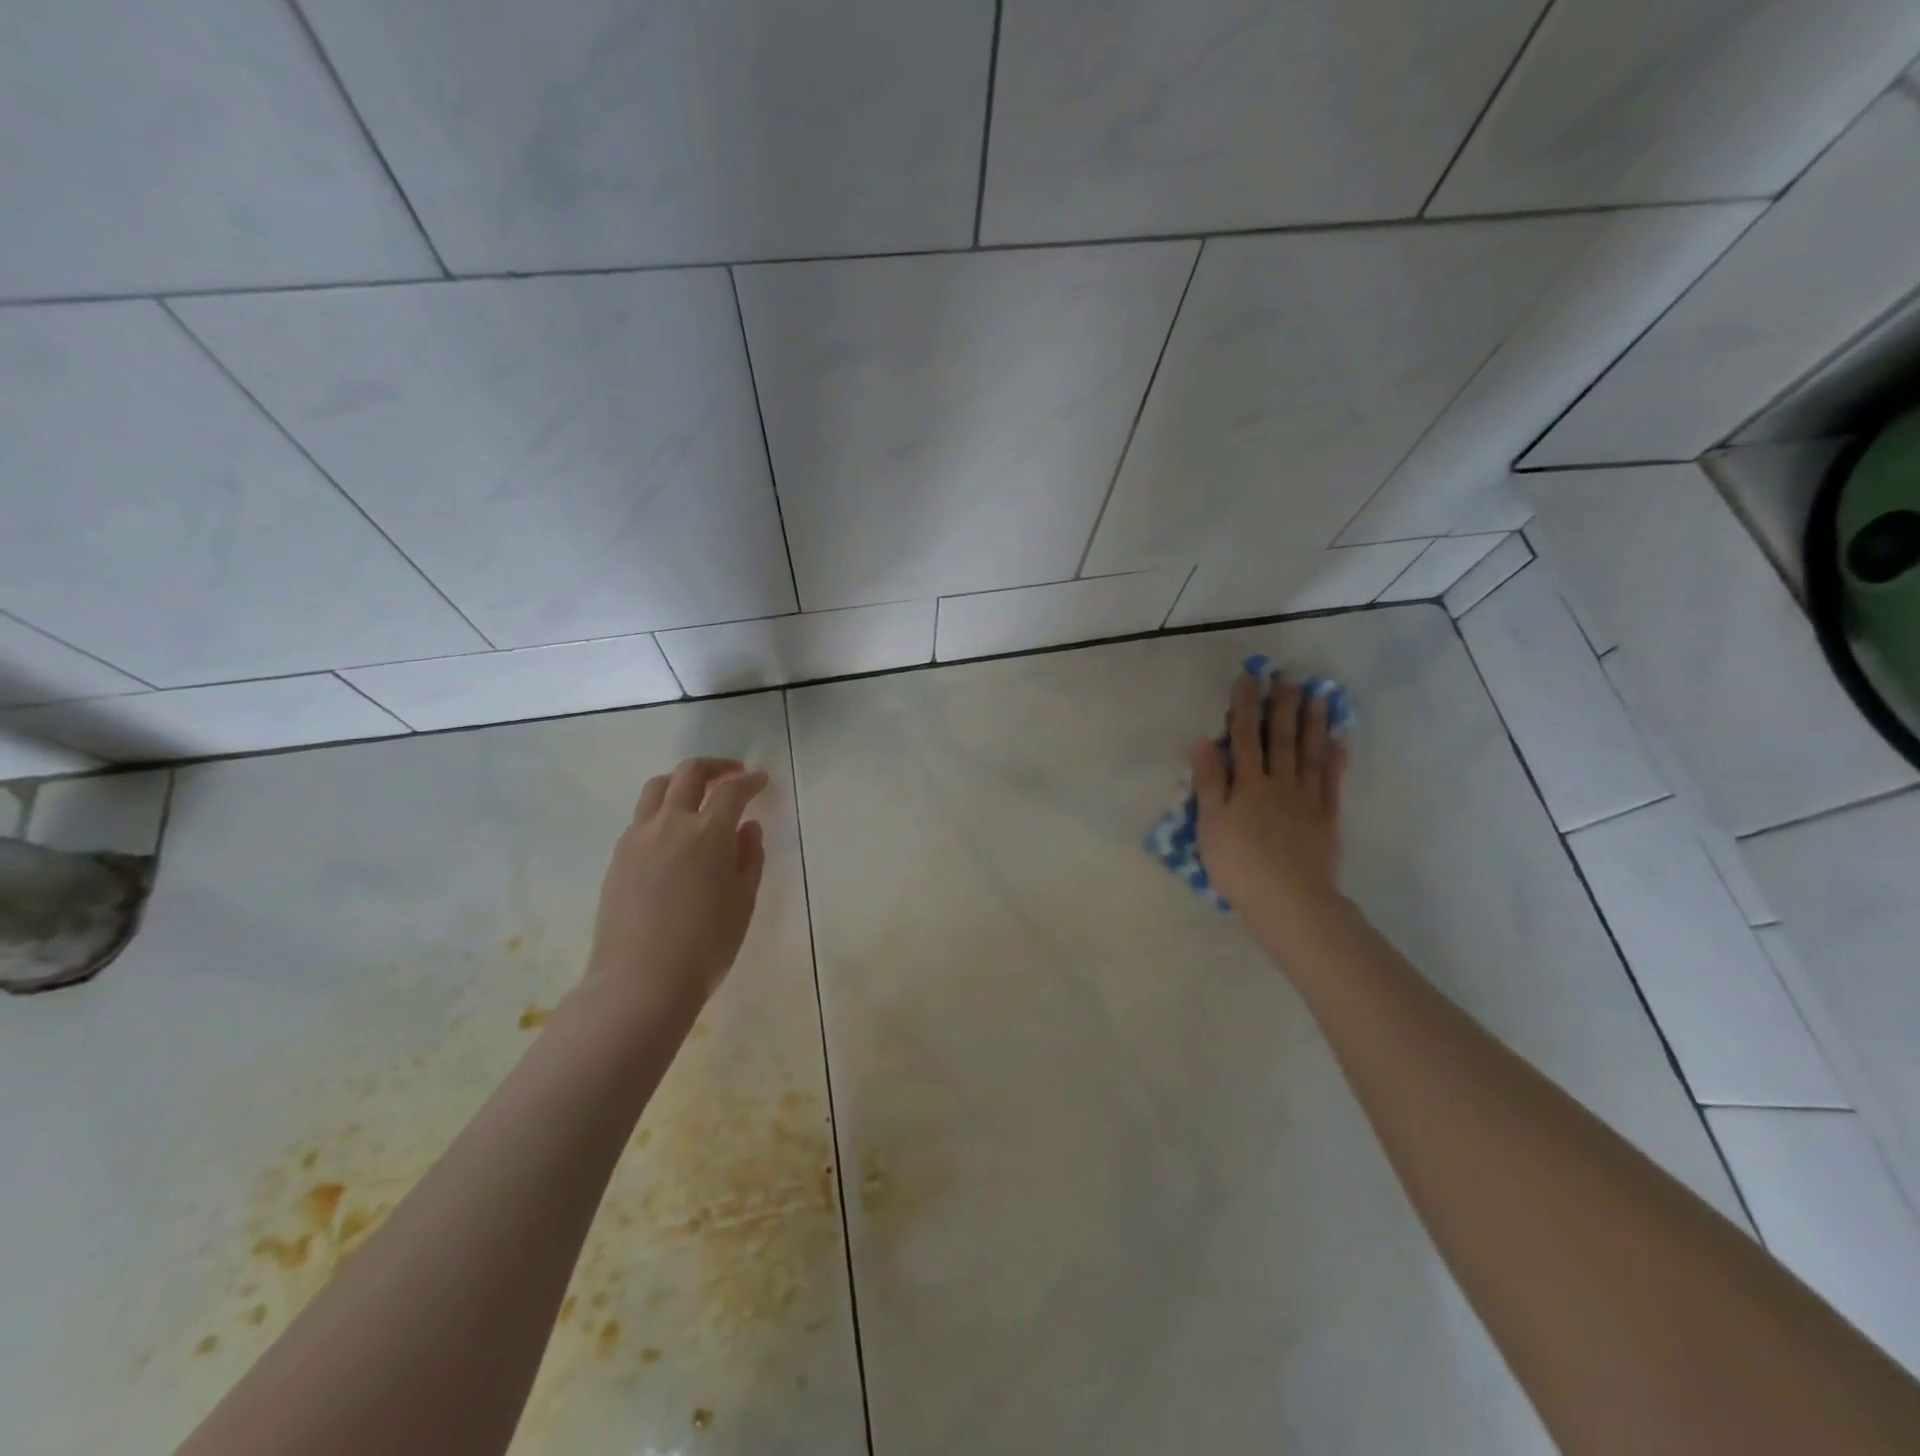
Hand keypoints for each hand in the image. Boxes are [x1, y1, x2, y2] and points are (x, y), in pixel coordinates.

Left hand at [584, 757, 769, 1012]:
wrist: (641, 981)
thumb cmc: (706, 944)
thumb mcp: (743, 901)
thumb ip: (750, 858)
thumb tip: (748, 828)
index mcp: (709, 832)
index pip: (733, 790)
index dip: (751, 781)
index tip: (761, 780)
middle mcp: (671, 823)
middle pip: (689, 773)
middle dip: (715, 767)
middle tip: (732, 775)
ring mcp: (638, 838)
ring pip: (657, 788)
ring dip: (682, 782)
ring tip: (697, 796)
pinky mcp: (618, 857)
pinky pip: (641, 817)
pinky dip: (661, 810)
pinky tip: (672, 834)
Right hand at [1191, 672, 1348, 943]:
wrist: (1288, 900)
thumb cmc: (1239, 864)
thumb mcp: (1210, 824)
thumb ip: (1209, 782)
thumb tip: (1202, 741)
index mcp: (1248, 785)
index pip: (1244, 738)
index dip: (1245, 707)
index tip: (1249, 679)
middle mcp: (1279, 784)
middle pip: (1280, 739)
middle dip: (1283, 706)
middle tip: (1289, 676)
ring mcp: (1306, 800)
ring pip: (1310, 754)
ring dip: (1313, 724)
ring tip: (1318, 696)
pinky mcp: (1326, 819)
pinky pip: (1332, 782)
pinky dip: (1335, 760)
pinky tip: (1339, 742)